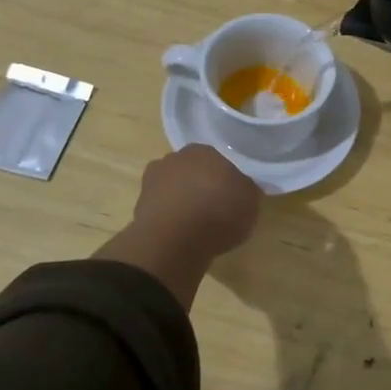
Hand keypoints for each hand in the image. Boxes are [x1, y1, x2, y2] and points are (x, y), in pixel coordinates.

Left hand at [94, 146, 261, 308]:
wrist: (175, 240)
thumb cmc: (219, 212)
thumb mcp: (251, 200)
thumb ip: (246, 188)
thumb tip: (242, 186)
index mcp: (204, 149)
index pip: (218, 158)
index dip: (225, 177)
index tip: (232, 194)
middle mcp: (175, 158)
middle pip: (193, 170)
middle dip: (201, 184)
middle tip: (215, 207)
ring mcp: (152, 181)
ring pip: (174, 188)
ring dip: (183, 200)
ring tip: (197, 224)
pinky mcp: (139, 206)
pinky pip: (162, 209)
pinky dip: (170, 219)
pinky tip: (181, 234)